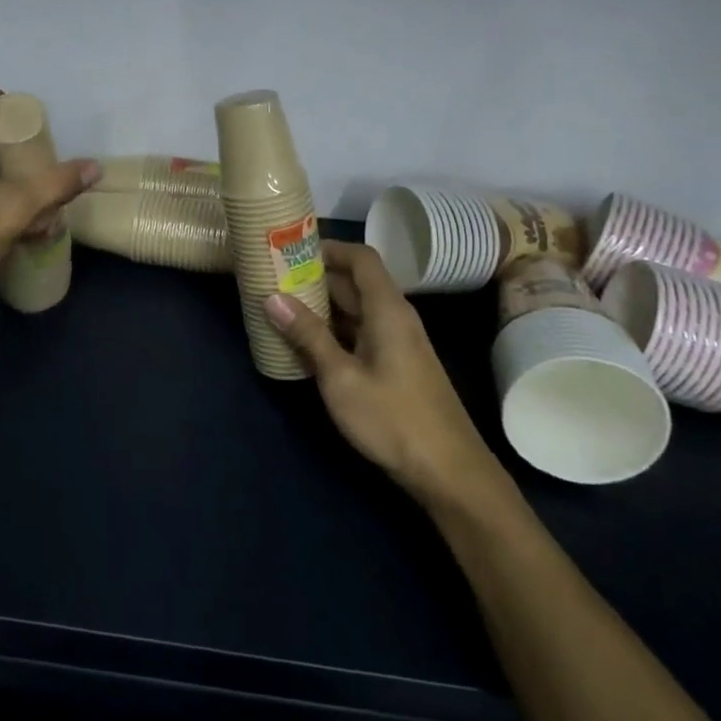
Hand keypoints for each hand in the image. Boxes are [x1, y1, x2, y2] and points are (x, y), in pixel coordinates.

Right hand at [265, 241, 509, 505]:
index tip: (290, 250)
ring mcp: (397, 343)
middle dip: (315, 277)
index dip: (328, 248)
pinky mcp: (395, 366)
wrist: (449, 473)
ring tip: (281, 306)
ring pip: (355, 309)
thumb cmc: (393, 419)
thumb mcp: (340, 377)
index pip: (360, 258)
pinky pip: (359, 332)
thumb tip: (272, 297)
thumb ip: (308, 335)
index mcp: (387, 309)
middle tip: (273, 278)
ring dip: (322, 305)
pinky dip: (333, 329)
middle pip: (355, 282)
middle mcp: (395, 317)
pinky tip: (305, 343)